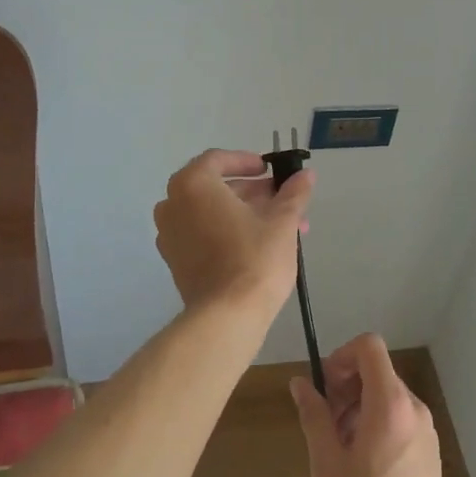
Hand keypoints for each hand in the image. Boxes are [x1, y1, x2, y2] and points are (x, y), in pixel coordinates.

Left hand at [153, 149, 313, 318]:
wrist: (227, 316)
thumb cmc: (254, 259)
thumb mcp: (282, 222)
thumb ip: (293, 193)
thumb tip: (306, 174)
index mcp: (193, 185)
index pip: (218, 160)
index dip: (246, 161)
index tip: (269, 170)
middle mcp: (173, 204)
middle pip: (215, 187)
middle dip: (252, 192)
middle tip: (282, 199)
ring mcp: (169, 234)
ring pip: (210, 212)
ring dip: (242, 212)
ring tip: (280, 225)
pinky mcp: (174, 260)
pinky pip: (201, 233)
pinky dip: (225, 230)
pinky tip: (257, 244)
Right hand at [290, 334, 450, 476]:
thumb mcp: (326, 465)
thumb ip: (314, 416)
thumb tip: (301, 383)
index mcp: (390, 404)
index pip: (370, 346)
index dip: (341, 356)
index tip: (323, 390)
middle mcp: (414, 409)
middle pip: (377, 371)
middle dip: (345, 386)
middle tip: (324, 424)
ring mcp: (426, 431)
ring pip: (387, 396)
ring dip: (357, 408)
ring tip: (338, 449)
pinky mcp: (430, 453)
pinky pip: (399, 419)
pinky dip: (375, 425)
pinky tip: (360, 466)